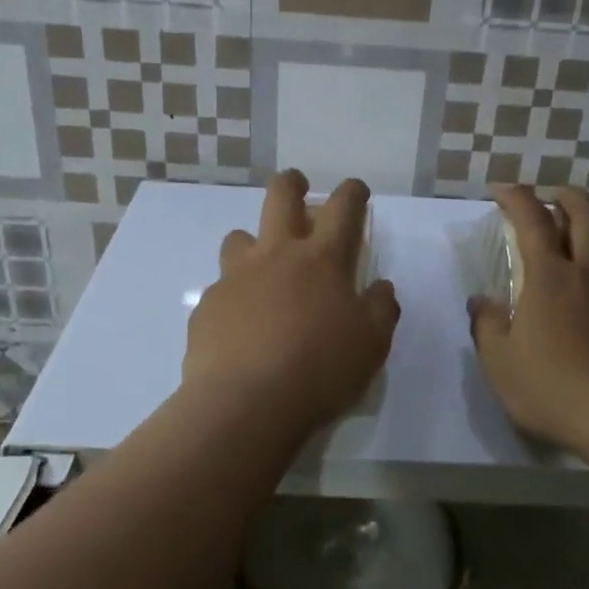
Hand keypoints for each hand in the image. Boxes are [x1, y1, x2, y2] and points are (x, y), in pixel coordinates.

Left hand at [183, 170, 400, 436]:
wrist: (246, 404)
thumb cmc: (320, 370)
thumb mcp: (371, 344)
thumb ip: (381, 309)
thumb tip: (381, 288)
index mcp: (322, 260)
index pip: (343, 208)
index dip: (352, 192)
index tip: (356, 190)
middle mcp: (276, 256)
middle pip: (281, 196)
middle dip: (292, 184)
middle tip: (298, 188)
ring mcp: (235, 278)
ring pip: (239, 237)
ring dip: (253, 243)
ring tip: (261, 268)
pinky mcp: (207, 306)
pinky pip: (220, 288)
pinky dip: (234, 297)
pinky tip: (240, 326)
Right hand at [468, 187, 588, 461]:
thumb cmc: (553, 389)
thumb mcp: (500, 364)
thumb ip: (487, 326)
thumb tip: (481, 301)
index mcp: (551, 277)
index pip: (531, 219)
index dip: (516, 197)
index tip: (502, 189)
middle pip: (588, 215)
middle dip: (569, 197)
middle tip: (556, 197)